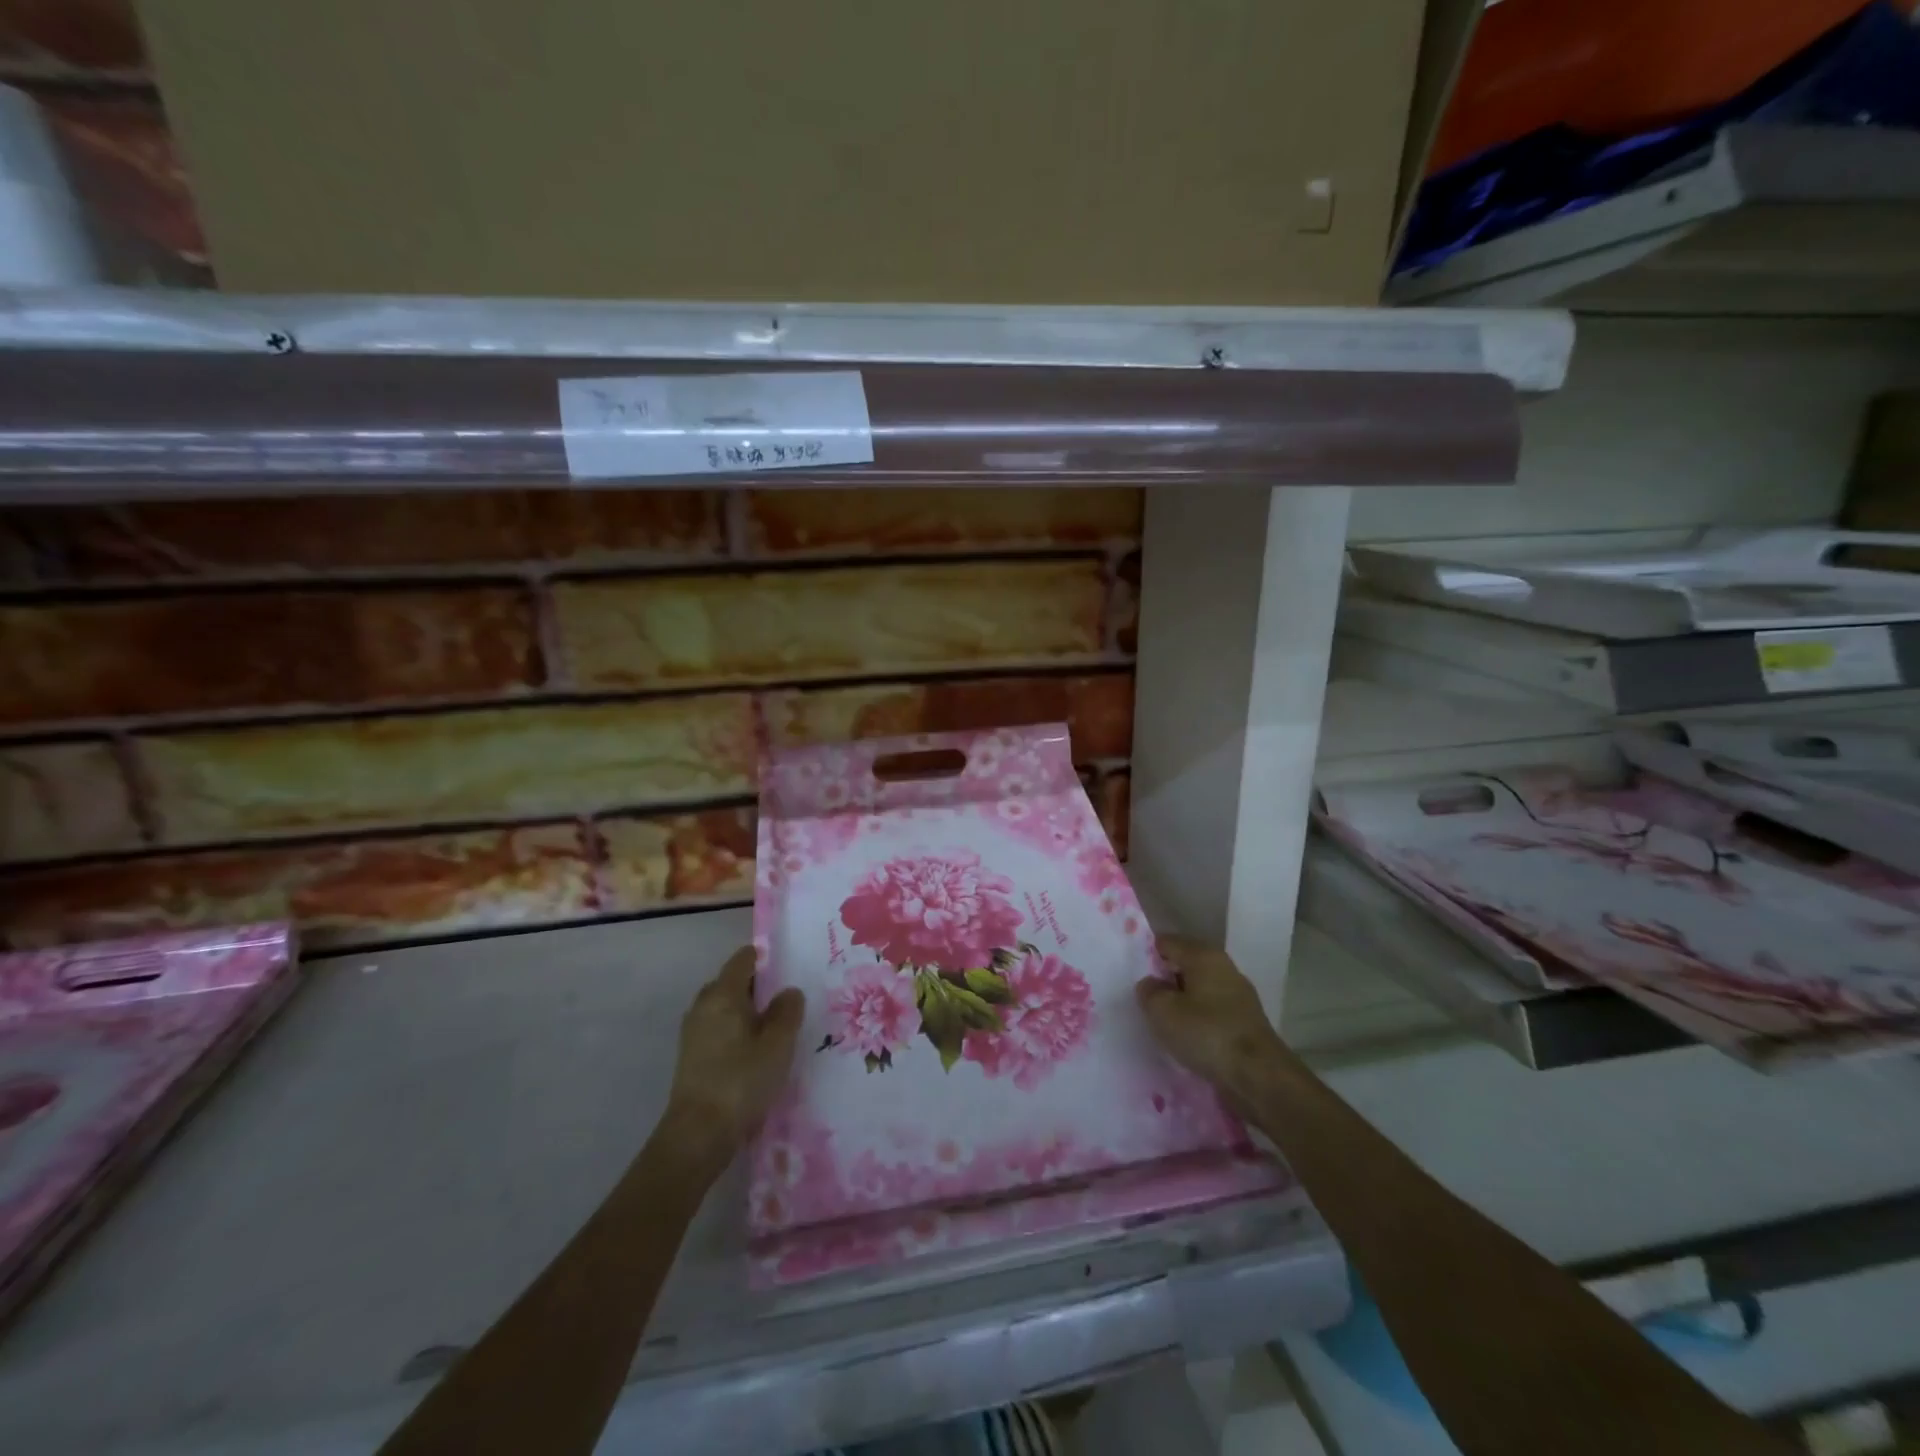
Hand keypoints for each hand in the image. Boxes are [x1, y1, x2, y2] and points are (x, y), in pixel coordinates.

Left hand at [665, 948, 804, 1160]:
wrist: (698, 1134)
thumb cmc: (742, 1079)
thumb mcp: (778, 1044)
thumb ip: (788, 1012)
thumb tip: (789, 991)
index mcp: (723, 994)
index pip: (742, 960)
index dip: (763, 957)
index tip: (785, 963)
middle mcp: (703, 1006)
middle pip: (731, 983)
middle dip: (756, 986)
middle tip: (785, 998)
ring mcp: (693, 1032)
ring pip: (724, 1008)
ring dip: (746, 1011)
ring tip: (774, 1026)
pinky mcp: (691, 1057)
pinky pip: (718, 1029)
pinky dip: (736, 1031)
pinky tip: (754, 1050)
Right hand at [1135, 935, 1287, 1107]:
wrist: (1258, 1076)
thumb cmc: (1206, 1033)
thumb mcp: (1163, 1011)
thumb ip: (1149, 992)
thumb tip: (1150, 984)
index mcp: (1204, 955)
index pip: (1167, 942)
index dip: (1146, 954)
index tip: (1129, 974)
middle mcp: (1224, 967)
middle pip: (1185, 965)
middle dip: (1164, 979)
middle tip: (1143, 999)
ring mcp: (1238, 995)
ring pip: (1199, 990)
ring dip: (1181, 1002)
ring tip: (1161, 1021)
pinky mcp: (1245, 1021)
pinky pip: (1211, 1011)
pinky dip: (1197, 1019)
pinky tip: (1186, 1037)